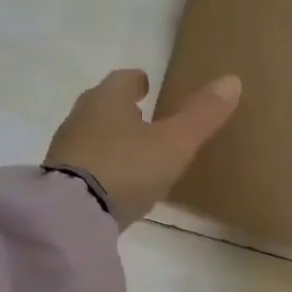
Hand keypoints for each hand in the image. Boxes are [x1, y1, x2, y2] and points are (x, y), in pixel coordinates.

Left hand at [44, 69, 240, 225]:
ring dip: (111, 138)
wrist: (74, 212)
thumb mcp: (174, 143)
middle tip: (143, 118)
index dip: (138, 82)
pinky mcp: (60, 179)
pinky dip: (100, 166)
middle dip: (123, 109)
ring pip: (92, 134)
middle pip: (104, 105)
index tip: (148, 86)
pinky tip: (115, 183)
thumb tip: (232, 80)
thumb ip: (202, 116)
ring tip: (133, 154)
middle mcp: (82, 116)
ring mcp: (66, 148)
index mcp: (108, 99)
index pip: (124, 79)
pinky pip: (85, 164)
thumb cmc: (128, 167)